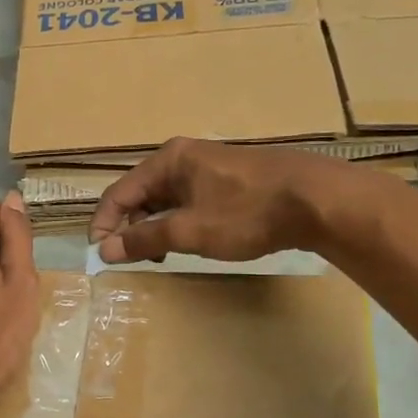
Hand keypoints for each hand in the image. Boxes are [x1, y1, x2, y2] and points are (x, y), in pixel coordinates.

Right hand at [89, 138, 333, 264]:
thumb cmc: (246, 213)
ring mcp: (210, 167)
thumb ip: (144, 240)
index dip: (104, 224)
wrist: (317, 200)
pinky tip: (193, 242)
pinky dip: (181, 223)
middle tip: (132, 260)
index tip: (100, 255)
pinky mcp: (231, 180)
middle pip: (141, 194)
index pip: (119, 192)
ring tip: (162, 256)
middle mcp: (184, 157)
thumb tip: (104, 249)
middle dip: (131, 227)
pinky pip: (191, 201)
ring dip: (157, 228)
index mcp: (168, 161)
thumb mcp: (189, 231)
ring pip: (167, 200)